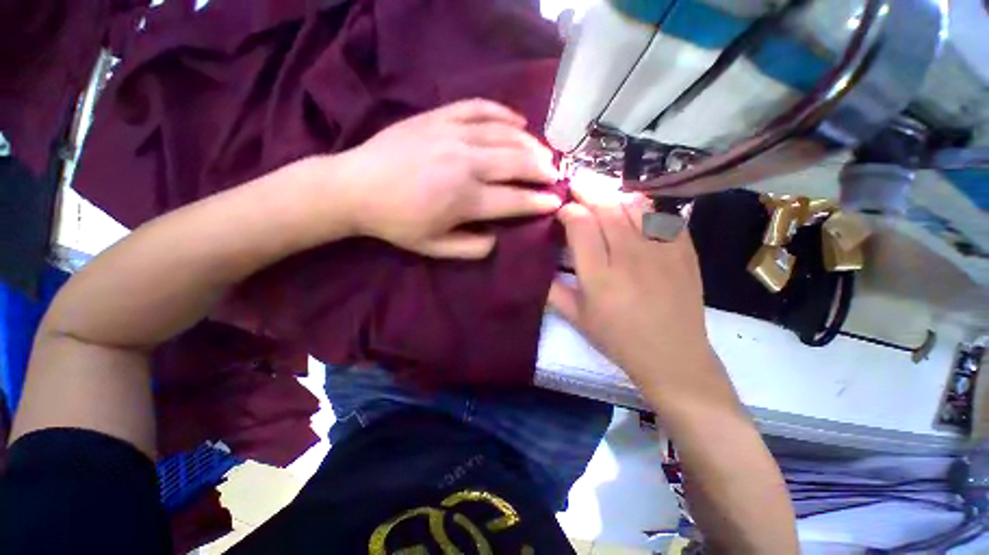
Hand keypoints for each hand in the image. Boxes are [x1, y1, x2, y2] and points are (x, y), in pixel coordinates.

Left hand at [326, 99, 561, 258]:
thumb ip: (471, 248)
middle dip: (542, 170)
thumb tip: (497, 238)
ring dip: (531, 144)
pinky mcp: (439, 117)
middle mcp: (466, 164)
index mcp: (465, 200)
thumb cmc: (397, 223)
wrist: (355, 187)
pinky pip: (480, 108)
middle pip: (517, 163)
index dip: (539, 201)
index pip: (514, 200)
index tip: (556, 201)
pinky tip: (518, 120)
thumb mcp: (435, 248)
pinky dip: (503, 113)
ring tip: (545, 152)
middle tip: (556, 174)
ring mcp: (453, 135)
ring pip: (505, 135)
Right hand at [548, 176, 716, 393]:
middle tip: (576, 183)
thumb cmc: (619, 339)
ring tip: (601, 193)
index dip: (568, 211)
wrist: (673, 356)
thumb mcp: (577, 319)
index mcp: (599, 277)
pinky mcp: (684, 251)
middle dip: (587, 189)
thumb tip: (539, 266)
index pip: (580, 225)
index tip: (562, 212)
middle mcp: (629, 257)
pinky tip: (634, 209)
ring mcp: (661, 251)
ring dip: (613, 194)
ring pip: (634, 205)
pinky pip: (662, 216)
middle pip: (606, 207)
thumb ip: (553, 290)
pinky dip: (644, 206)